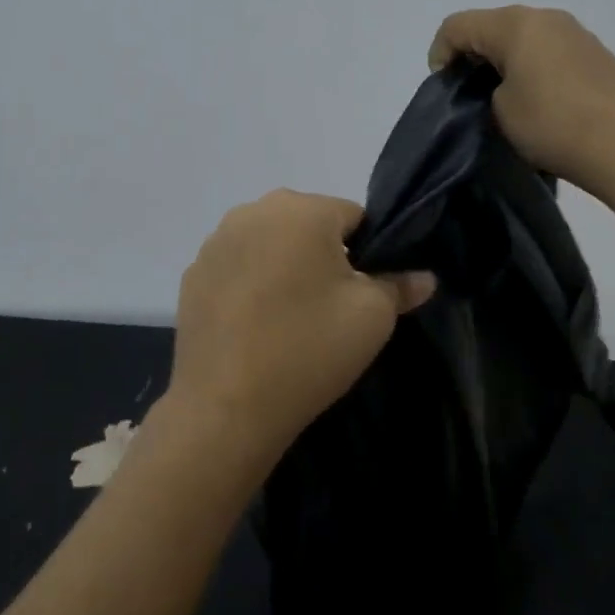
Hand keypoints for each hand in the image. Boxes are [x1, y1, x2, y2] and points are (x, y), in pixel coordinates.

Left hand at [165, 190, 435, 463]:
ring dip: (284, 268)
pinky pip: (237, 269)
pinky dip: (250, 286)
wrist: (226, 406)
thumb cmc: (309, 348)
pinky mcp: (191, 275)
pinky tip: (255, 327)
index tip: (364, 292)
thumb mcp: (372, 316)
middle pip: (306, 226)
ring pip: (269, 245)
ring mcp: (215, 243)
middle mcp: (252, 211)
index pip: (352, 216)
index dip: (368, 252)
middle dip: (323, 257)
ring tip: (290, 320)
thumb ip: (399, 286)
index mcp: (301, 209)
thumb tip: (422, 277)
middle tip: (330, 308)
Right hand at [427, 6, 614, 198]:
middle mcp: (545, 16)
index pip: (457, 26)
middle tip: (470, 97)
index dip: (440, 55)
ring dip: (504, 62)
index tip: (446, 92)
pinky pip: (548, 50)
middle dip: (473, 57)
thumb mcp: (499, 111)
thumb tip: (495, 87)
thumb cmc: (552, 125)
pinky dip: (531, 67)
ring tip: (505, 100)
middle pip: (491, 26)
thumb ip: (484, 89)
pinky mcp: (595, 52)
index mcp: (515, 24)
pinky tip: (539, 100)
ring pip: (522, 37)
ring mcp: (575, 32)